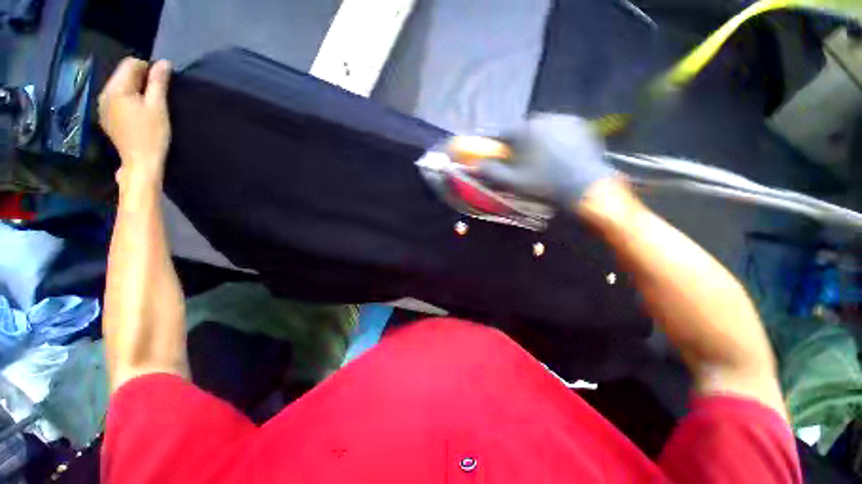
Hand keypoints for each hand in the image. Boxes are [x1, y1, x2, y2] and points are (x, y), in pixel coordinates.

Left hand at [98, 58, 171, 188]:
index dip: (148, 69)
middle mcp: (105, 94)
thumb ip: (158, 83)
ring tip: (149, 104)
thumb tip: (164, 63)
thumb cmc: (152, 135)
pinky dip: (128, 100)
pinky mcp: (106, 118)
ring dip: (135, 90)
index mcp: (116, 89)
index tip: (161, 83)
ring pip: (120, 87)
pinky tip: (138, 113)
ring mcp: (103, 107)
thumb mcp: (158, 107)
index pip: (130, 64)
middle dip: (141, 79)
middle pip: (123, 75)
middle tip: (157, 95)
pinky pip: (117, 99)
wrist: (140, 163)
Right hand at [474, 114, 614, 209]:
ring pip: (541, 128)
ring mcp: (563, 119)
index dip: (494, 142)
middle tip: (520, 158)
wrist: (585, 185)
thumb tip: (475, 164)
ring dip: (536, 139)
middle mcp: (542, 118)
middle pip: (522, 129)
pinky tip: (558, 153)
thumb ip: (491, 172)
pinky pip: (559, 128)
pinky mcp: (580, 124)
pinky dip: (555, 138)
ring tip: (541, 157)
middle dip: (518, 142)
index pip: (501, 132)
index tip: (491, 149)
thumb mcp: (513, 182)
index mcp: (524, 131)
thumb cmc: (544, 184)